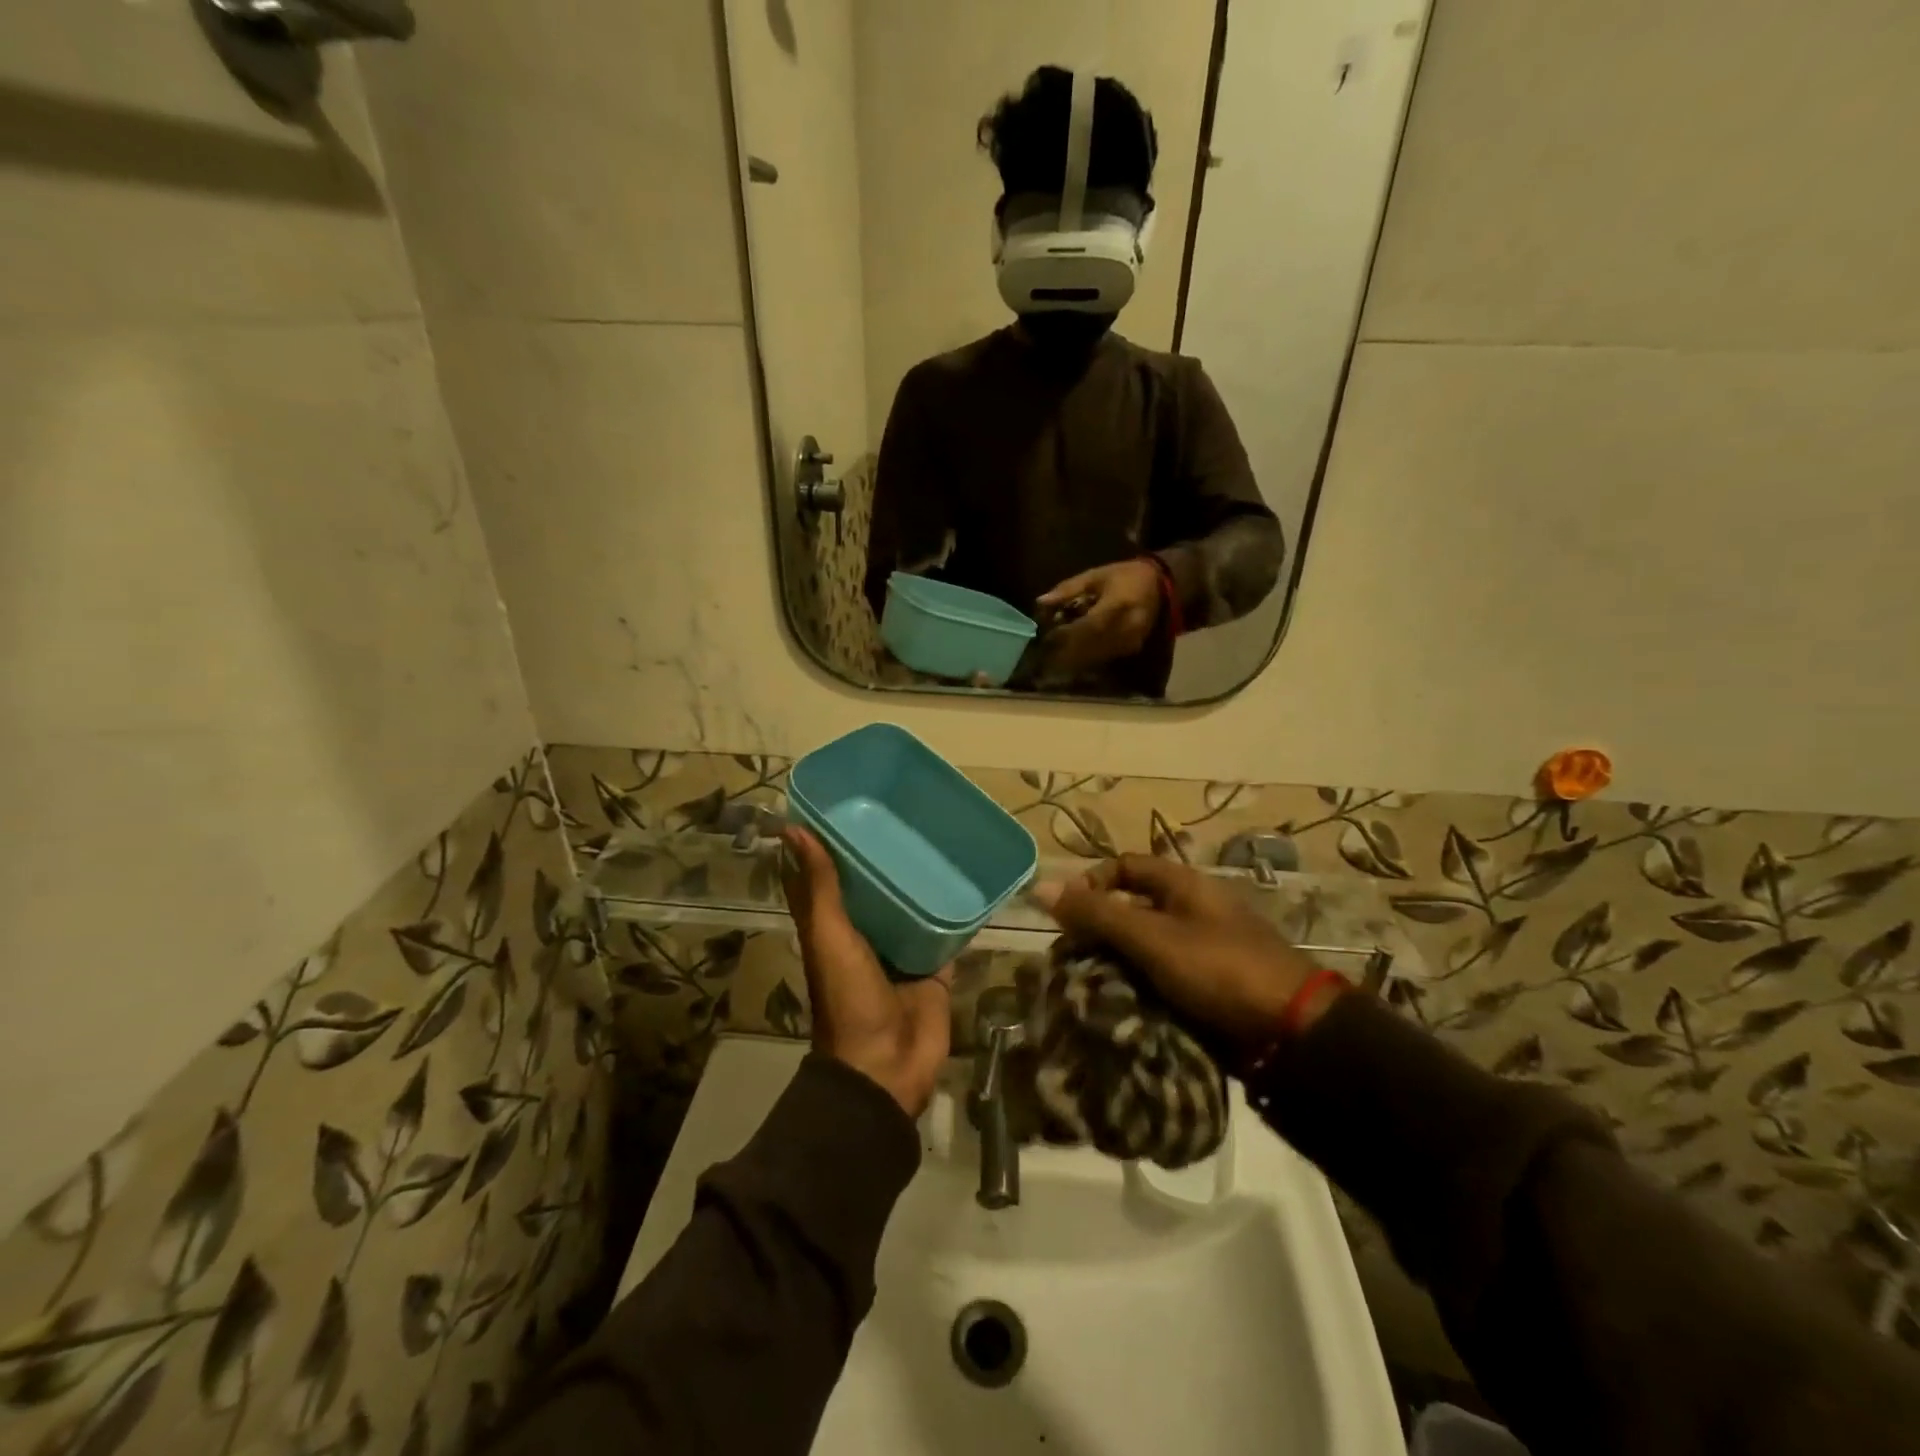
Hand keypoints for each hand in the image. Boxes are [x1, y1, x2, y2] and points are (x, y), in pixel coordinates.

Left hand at [781, 827, 952, 1116]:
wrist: (887, 1065)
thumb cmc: (849, 997)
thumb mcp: (828, 936)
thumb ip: (818, 887)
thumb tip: (793, 828)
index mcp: (835, 926)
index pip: (831, 876)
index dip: (833, 844)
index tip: (846, 803)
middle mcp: (867, 933)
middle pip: (876, 888)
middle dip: (887, 856)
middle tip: (906, 809)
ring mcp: (903, 950)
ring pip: (913, 906)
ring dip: (922, 880)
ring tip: (941, 835)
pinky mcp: (936, 967)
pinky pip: (948, 932)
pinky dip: (956, 911)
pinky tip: (971, 880)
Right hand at [1033, 856, 1337, 1054]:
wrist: (1291, 1034)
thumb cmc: (1219, 969)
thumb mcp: (1152, 938)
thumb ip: (1097, 914)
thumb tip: (1041, 887)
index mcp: (1184, 885)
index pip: (1125, 866)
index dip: (1092, 883)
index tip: (1069, 915)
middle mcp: (1192, 910)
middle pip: (1130, 908)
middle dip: (1098, 931)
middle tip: (1072, 961)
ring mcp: (1202, 950)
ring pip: (1143, 947)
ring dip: (1115, 964)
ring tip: (1088, 990)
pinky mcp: (1208, 987)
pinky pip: (1161, 977)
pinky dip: (1138, 988)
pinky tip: (1119, 1008)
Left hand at [1035, 558, 1163, 672]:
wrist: (1159, 585)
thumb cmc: (1124, 576)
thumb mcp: (1095, 576)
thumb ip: (1068, 589)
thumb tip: (1041, 602)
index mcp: (1118, 605)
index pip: (1087, 626)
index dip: (1066, 634)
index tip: (1046, 636)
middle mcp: (1126, 628)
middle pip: (1090, 645)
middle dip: (1065, 649)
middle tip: (1044, 650)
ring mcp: (1130, 641)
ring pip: (1096, 655)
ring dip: (1074, 656)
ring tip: (1054, 653)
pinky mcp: (1130, 649)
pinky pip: (1104, 656)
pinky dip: (1086, 656)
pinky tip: (1072, 653)